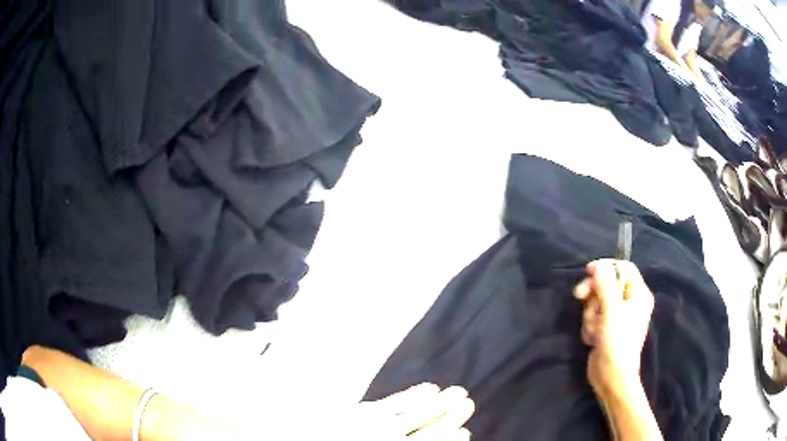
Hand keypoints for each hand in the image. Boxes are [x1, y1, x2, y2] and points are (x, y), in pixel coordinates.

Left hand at [354, 383, 474, 439]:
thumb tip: (437, 437)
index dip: (452, 438)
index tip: (466, 433)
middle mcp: (392, 439)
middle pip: (433, 426)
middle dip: (453, 414)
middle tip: (469, 403)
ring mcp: (379, 425)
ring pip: (420, 411)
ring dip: (442, 401)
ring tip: (458, 391)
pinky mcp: (363, 412)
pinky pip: (397, 402)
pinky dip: (416, 394)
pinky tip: (429, 388)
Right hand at [573, 260, 654, 398]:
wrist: (612, 376)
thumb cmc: (618, 341)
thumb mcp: (611, 310)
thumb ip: (605, 285)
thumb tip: (599, 266)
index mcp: (639, 294)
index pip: (624, 268)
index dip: (606, 267)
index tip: (588, 271)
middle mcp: (630, 302)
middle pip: (608, 284)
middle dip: (593, 293)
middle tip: (579, 296)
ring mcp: (618, 316)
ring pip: (598, 302)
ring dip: (591, 314)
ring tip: (595, 330)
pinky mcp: (607, 328)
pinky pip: (594, 317)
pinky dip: (590, 326)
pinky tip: (593, 338)